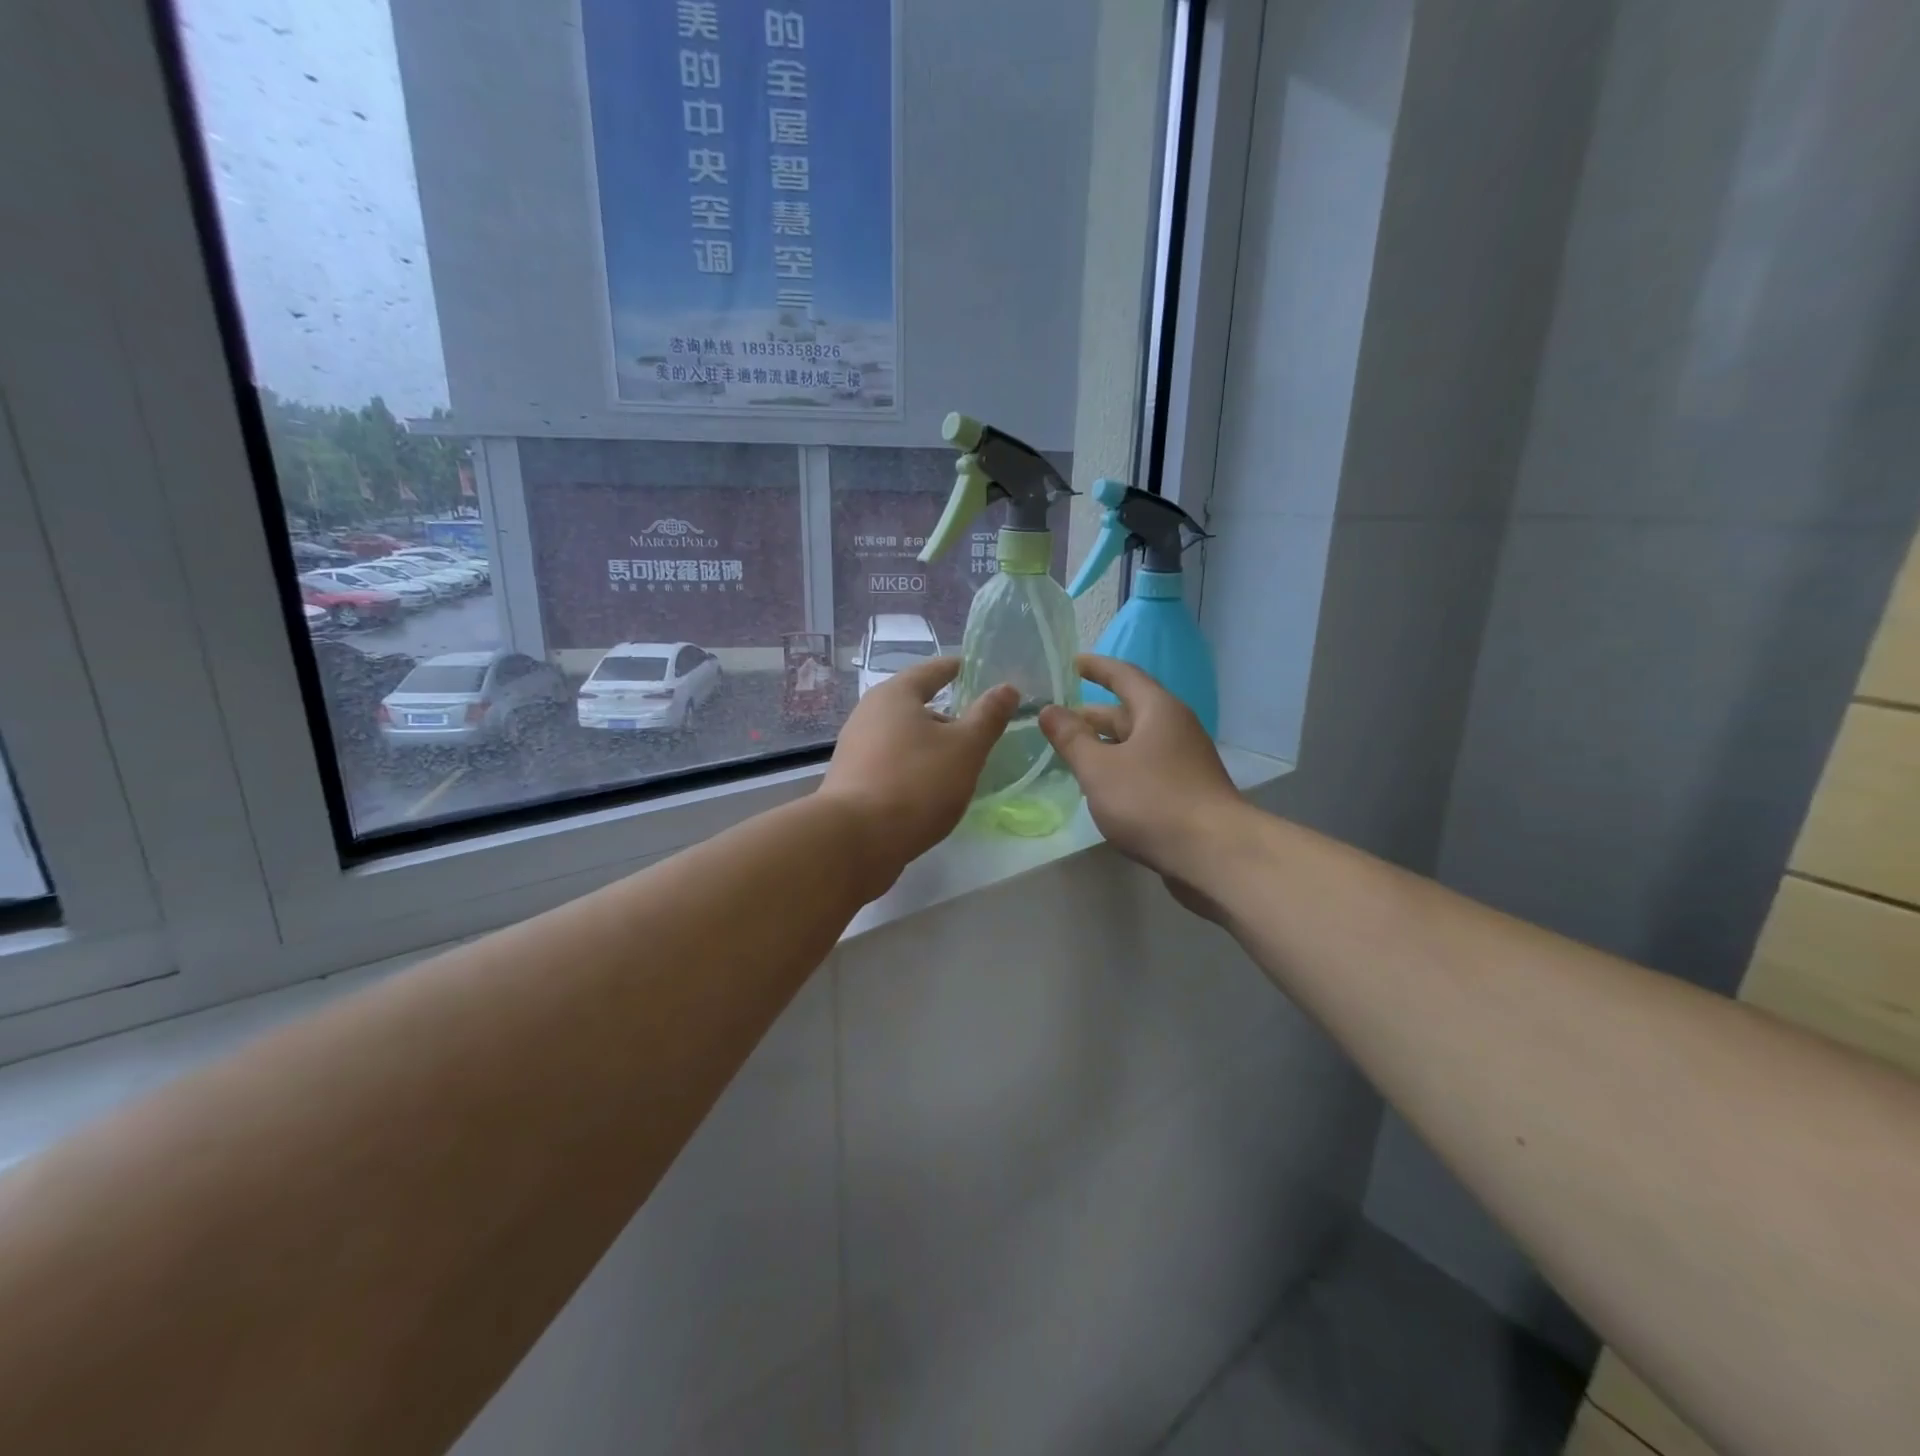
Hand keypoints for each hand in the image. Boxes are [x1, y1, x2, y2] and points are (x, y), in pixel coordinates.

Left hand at [820, 657, 1016, 898]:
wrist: (855, 840)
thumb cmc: (916, 783)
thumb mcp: (965, 748)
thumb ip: (988, 717)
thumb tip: (1007, 688)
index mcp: (894, 695)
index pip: (931, 671)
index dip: (955, 669)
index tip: (974, 668)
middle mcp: (868, 714)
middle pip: (914, 706)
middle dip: (946, 715)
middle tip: (977, 729)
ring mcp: (855, 750)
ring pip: (903, 738)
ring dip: (930, 746)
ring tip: (959, 764)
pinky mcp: (852, 782)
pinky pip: (892, 765)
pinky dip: (914, 769)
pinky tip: (931, 791)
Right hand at [1038, 655, 1243, 893]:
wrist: (1214, 853)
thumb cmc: (1151, 800)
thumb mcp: (1099, 768)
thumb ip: (1071, 739)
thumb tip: (1049, 710)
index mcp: (1158, 710)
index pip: (1124, 676)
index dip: (1097, 668)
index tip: (1073, 663)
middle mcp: (1175, 728)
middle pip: (1129, 711)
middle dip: (1092, 715)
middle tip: (1057, 721)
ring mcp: (1185, 761)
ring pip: (1137, 743)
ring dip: (1105, 745)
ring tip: (1072, 754)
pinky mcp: (1187, 791)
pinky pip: (1146, 767)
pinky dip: (1121, 768)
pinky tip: (1102, 787)